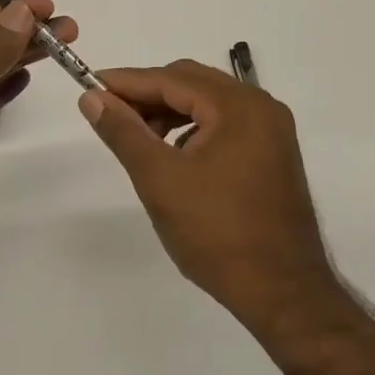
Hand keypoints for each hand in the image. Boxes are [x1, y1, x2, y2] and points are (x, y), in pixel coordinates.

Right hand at [81, 60, 336, 328]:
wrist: (283, 296)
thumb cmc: (217, 234)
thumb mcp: (160, 179)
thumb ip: (124, 132)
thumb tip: (92, 97)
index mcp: (239, 106)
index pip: (172, 79)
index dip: (128, 82)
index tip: (91, 85)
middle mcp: (261, 106)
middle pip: (192, 82)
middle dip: (149, 95)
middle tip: (111, 112)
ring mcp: (272, 130)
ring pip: (208, 102)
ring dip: (170, 111)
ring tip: (140, 138)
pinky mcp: (273, 154)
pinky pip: (224, 123)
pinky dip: (193, 128)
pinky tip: (174, 155)